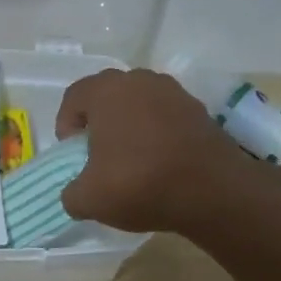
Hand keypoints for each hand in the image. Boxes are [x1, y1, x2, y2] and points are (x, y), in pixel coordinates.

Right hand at [56, 68, 280, 233]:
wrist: (214, 191)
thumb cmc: (139, 183)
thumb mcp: (88, 199)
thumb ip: (71, 193)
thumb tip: (77, 193)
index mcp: (106, 91)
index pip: (74, 97)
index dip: (66, 125)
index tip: (73, 154)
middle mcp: (139, 81)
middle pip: (107, 96)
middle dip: (98, 123)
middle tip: (98, 154)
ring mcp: (173, 92)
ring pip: (138, 104)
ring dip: (130, 125)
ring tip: (131, 159)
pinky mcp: (199, 110)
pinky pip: (165, 116)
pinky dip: (157, 133)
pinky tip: (160, 162)